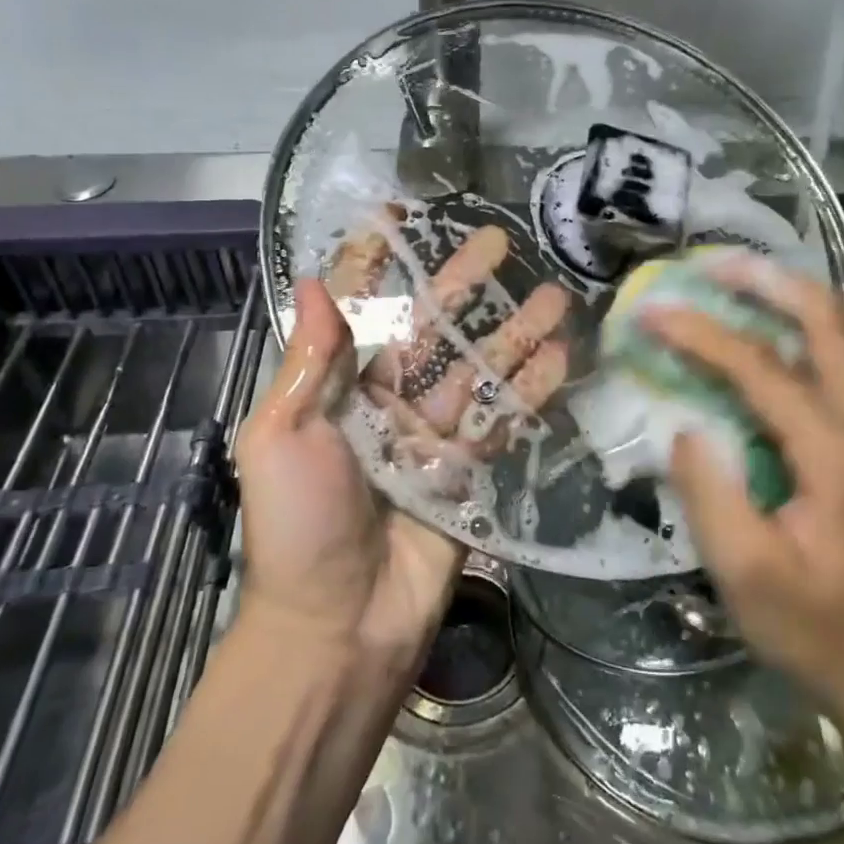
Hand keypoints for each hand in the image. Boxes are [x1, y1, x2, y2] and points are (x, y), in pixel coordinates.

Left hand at [235, 225, 570, 669]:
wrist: (338, 625)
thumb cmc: (298, 525)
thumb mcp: (282, 436)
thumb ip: (310, 361)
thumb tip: (311, 282)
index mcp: (336, 388)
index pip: (357, 309)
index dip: (375, 263)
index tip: (397, 217)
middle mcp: (384, 402)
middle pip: (430, 329)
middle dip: (462, 285)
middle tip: (499, 242)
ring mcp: (429, 436)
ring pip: (477, 370)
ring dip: (513, 333)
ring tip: (552, 296)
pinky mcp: (466, 471)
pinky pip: (501, 420)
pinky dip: (530, 390)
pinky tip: (561, 358)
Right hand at [642, 253, 843, 708]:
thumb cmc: (819, 630)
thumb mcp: (746, 577)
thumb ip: (709, 492)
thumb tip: (684, 425)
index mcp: (839, 457)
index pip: (760, 368)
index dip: (700, 333)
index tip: (652, 311)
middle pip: (827, 321)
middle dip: (766, 281)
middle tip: (714, 265)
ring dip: (808, 295)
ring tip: (756, 285)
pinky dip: (840, 326)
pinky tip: (807, 333)